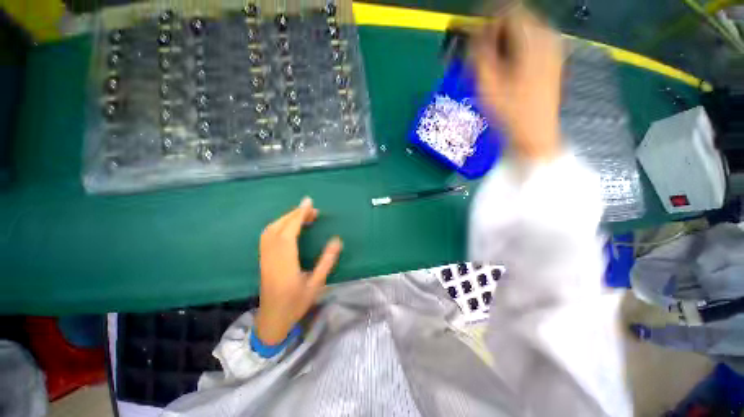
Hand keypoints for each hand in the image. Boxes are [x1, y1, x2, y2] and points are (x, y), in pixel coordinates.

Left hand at [254, 197, 342, 344]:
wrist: (272, 320)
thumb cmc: (296, 303)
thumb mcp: (317, 284)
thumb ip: (327, 261)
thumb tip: (337, 240)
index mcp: (285, 263)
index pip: (290, 232)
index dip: (299, 215)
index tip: (308, 203)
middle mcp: (272, 256)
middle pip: (279, 227)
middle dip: (294, 214)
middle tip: (311, 209)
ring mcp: (265, 257)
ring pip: (271, 230)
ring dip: (286, 218)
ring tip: (302, 215)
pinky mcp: (263, 259)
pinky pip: (268, 236)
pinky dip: (279, 225)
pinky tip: (289, 226)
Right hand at [472, 8, 562, 162]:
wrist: (534, 134)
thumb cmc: (510, 112)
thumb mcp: (487, 83)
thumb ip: (479, 53)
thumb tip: (475, 33)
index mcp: (533, 38)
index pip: (507, 10)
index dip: (485, 21)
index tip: (471, 37)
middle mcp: (547, 37)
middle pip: (516, 19)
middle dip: (494, 33)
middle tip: (478, 55)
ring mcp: (553, 48)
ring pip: (522, 32)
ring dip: (502, 43)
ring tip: (489, 65)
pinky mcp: (552, 60)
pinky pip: (529, 44)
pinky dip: (513, 50)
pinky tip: (504, 69)